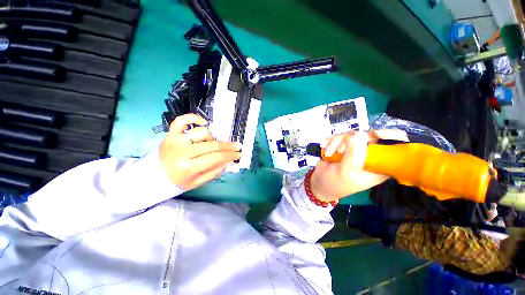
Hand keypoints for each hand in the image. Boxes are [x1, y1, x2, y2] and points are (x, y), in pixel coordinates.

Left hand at [159, 114, 240, 189]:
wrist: (154, 176)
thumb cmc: (178, 181)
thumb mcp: (198, 182)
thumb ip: (215, 171)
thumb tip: (228, 161)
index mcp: (188, 167)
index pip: (215, 158)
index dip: (229, 155)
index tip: (238, 154)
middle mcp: (181, 151)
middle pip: (212, 145)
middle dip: (228, 146)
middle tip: (237, 146)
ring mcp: (175, 139)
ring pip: (203, 133)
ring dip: (212, 139)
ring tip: (211, 145)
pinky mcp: (170, 133)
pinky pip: (182, 120)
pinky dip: (193, 118)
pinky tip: (203, 123)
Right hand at [310, 130, 408, 200]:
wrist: (320, 183)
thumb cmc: (336, 183)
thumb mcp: (346, 172)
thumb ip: (354, 154)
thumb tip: (359, 134)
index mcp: (378, 165)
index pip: (389, 147)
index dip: (383, 137)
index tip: (368, 135)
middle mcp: (369, 155)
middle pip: (366, 136)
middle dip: (348, 141)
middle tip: (339, 150)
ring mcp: (356, 149)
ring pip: (350, 135)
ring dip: (335, 142)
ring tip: (328, 153)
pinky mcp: (344, 146)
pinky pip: (339, 136)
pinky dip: (330, 141)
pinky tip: (325, 148)